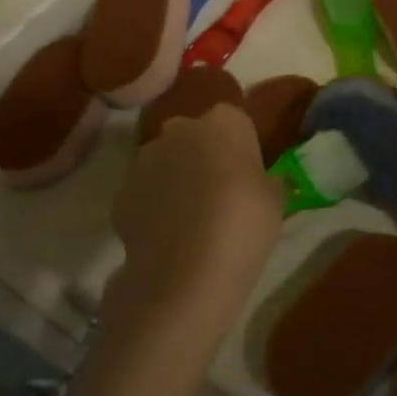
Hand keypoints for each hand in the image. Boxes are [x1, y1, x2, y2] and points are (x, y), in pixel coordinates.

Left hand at [106, 105, 283, 351]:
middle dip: (202, 155)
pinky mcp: (120, 194)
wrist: (185, 274)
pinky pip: (143, 192)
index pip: (234, 121)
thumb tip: (264, 181)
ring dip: (175, 179)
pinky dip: (152, 206)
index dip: (240, 146)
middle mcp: (180, 130)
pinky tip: (167, 237)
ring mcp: (145, 160)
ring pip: (164, 161)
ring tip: (191, 219)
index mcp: (224, 122)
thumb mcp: (276, 200)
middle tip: (219, 192)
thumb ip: (268, 181)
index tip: (247, 173)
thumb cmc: (244, 225)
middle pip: (193, 135)